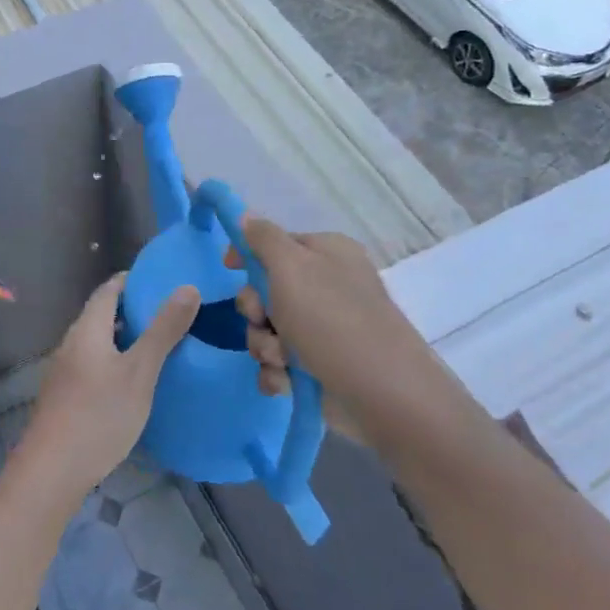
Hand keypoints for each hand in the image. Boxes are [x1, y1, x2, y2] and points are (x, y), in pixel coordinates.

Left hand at [14, 274, 199, 502]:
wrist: (53, 471)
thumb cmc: (99, 415)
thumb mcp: (140, 371)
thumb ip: (163, 330)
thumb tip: (187, 287)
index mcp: (87, 329)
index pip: (109, 290)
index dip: (133, 281)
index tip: (163, 281)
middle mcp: (71, 343)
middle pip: (102, 315)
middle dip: (133, 310)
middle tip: (170, 314)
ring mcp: (64, 371)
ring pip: (98, 342)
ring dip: (125, 338)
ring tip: (159, 345)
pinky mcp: (65, 396)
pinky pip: (93, 364)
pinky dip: (115, 361)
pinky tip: (134, 381)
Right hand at [227, 218, 435, 432]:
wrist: (381, 395)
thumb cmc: (332, 320)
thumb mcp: (292, 267)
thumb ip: (264, 238)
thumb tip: (245, 215)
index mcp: (326, 253)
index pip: (275, 243)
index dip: (248, 256)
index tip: (229, 268)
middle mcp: (326, 287)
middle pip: (265, 289)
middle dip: (256, 311)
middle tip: (264, 321)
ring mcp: (323, 329)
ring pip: (267, 329)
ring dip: (264, 346)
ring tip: (282, 360)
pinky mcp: (318, 366)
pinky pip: (278, 362)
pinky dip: (276, 372)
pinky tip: (285, 382)